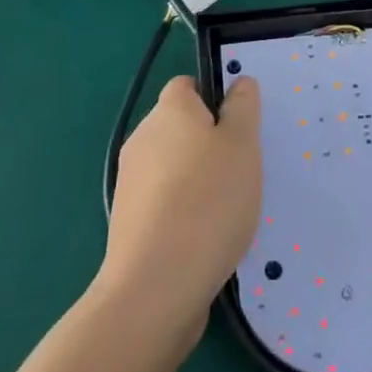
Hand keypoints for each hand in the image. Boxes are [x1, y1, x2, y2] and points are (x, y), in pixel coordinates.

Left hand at [102, 76, 261, 336]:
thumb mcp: (242, 145)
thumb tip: (239, 83)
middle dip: (209, 144)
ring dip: (197, 181)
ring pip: (172, 167)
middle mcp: (143, 137)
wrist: (155, 288)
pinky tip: (205, 238)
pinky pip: (163, 203)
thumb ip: (243, 107)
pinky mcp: (128, 223)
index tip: (238, 128)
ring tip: (227, 210)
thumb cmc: (208, 201)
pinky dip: (183, 213)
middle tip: (241, 170)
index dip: (215, 99)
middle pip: (180, 127)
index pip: (188, 86)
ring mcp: (130, 182)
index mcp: (169, 110)